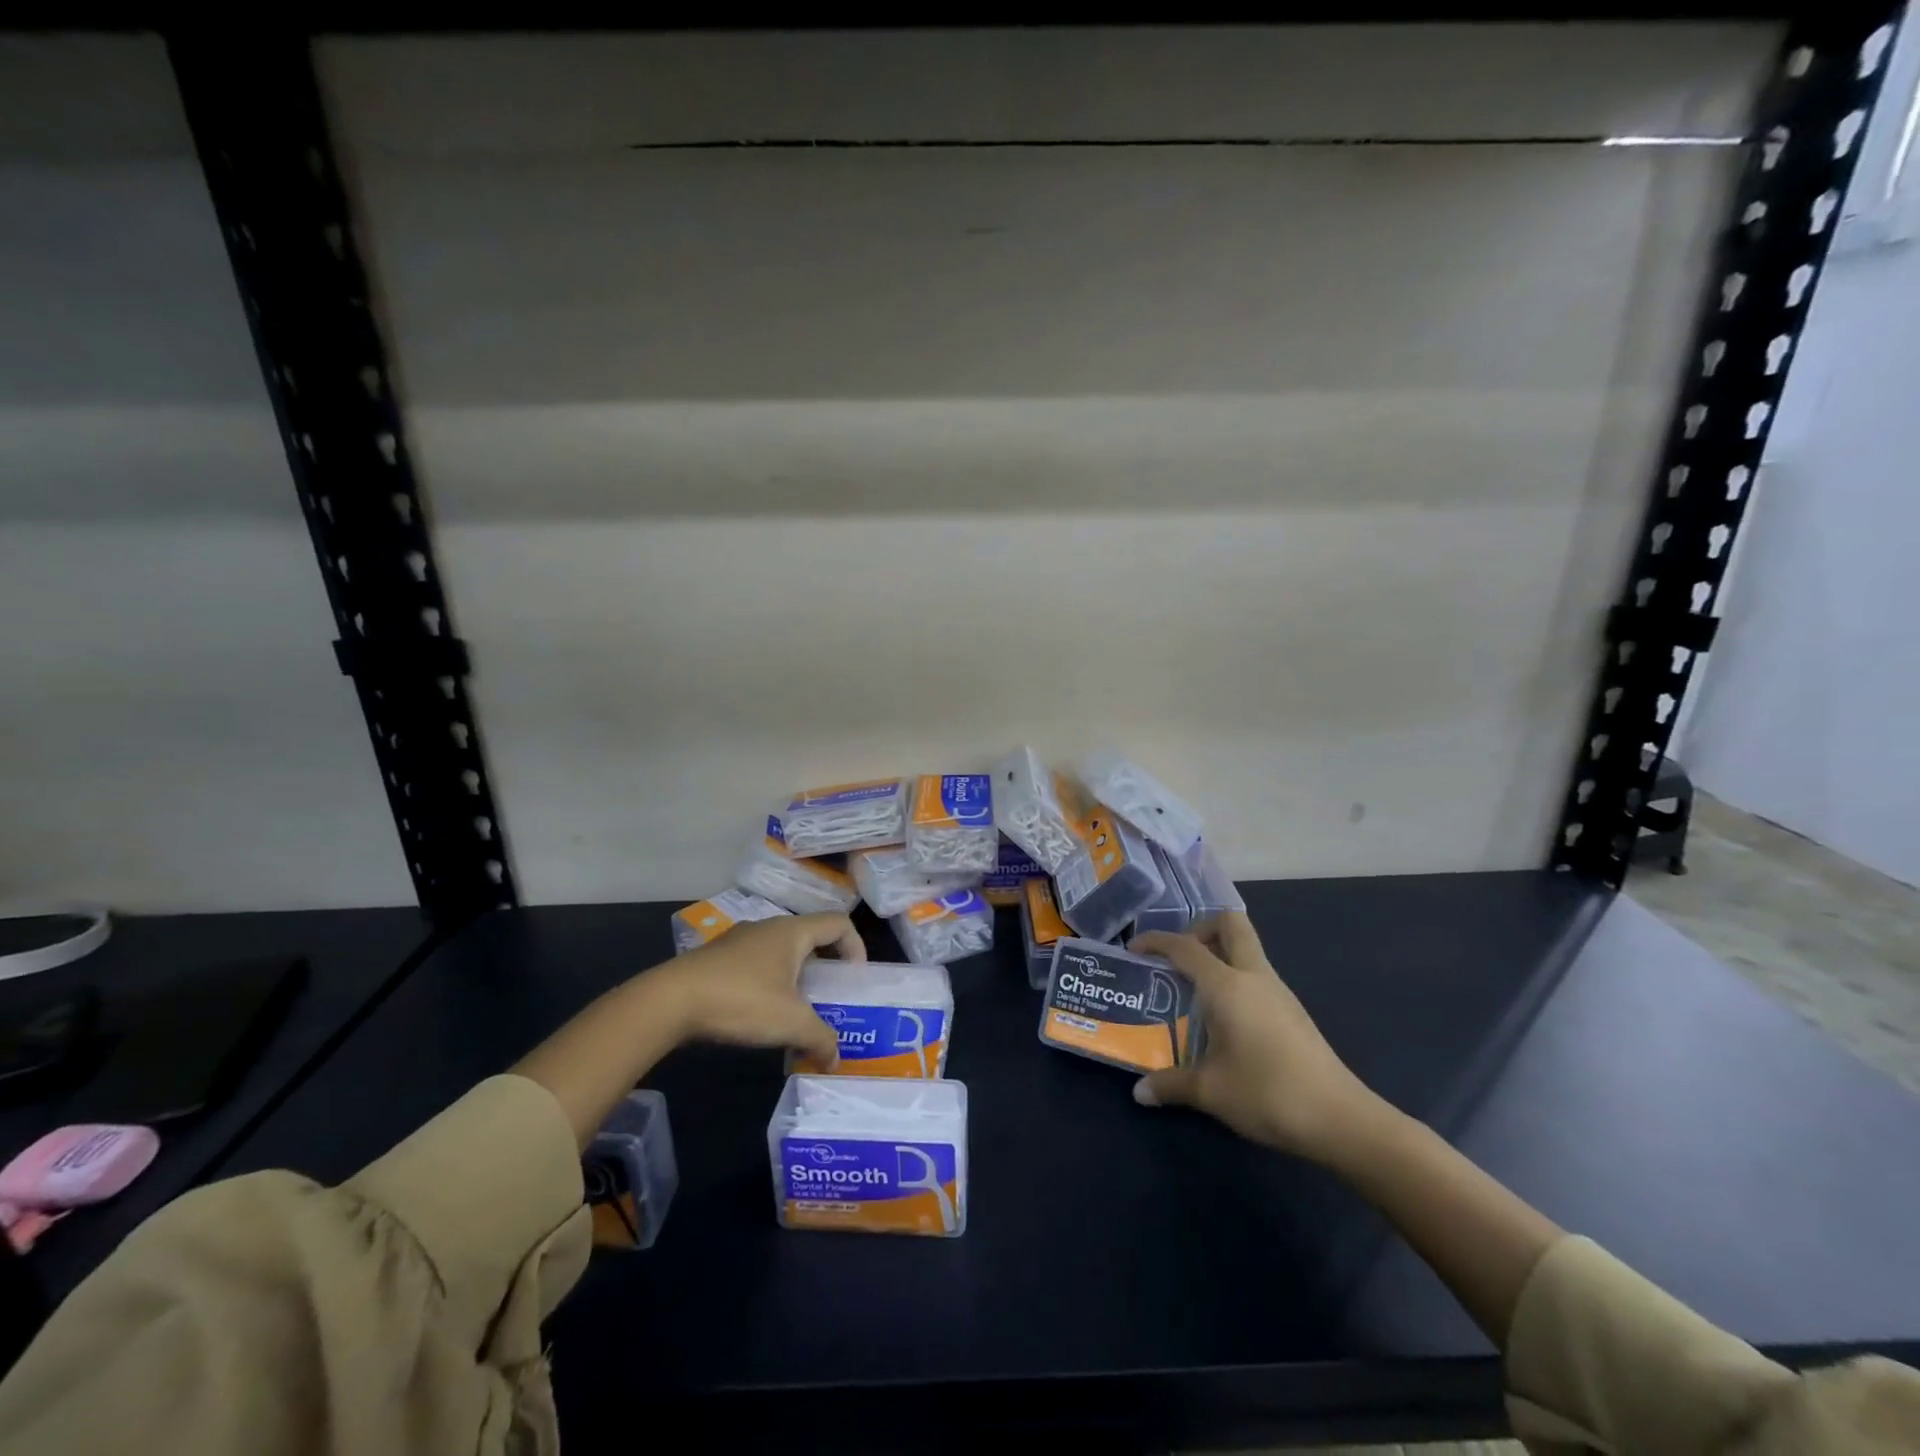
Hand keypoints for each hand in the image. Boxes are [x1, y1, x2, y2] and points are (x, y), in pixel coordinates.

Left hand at [654, 913, 862, 1067]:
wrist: (670, 1001)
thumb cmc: (742, 1000)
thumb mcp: (790, 1023)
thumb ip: (820, 1038)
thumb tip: (836, 1058)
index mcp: (792, 932)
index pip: (838, 923)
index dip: (855, 946)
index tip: (854, 979)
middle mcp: (769, 928)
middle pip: (810, 938)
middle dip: (825, 967)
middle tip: (829, 999)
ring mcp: (740, 940)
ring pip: (781, 952)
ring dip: (795, 978)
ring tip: (795, 1013)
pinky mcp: (717, 958)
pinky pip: (756, 964)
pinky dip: (769, 984)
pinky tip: (759, 1016)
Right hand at [1129, 913, 1384, 1163]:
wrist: (1340, 1119)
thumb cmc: (1267, 1093)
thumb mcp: (1210, 1092)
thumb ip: (1171, 1084)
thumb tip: (1140, 1092)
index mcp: (1227, 985)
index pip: (1185, 947)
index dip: (1156, 941)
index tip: (1134, 949)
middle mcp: (1253, 976)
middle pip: (1230, 924)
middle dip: (1200, 928)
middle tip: (1178, 958)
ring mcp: (1278, 991)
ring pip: (1246, 949)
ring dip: (1218, 955)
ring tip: (1192, 990)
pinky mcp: (1292, 1011)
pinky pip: (1255, 975)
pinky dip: (1233, 979)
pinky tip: (1222, 1017)